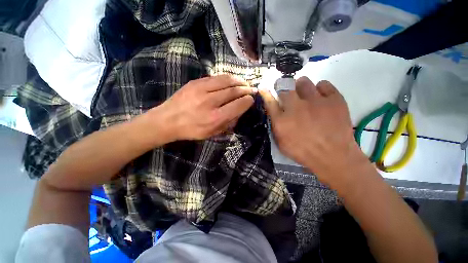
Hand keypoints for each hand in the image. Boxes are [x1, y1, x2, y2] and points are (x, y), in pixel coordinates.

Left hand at [154, 75, 256, 140]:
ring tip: (244, 83)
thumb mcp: (212, 133)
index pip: (238, 105)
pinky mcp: (195, 82)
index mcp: (215, 118)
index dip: (247, 101)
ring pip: (226, 80)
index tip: (252, 99)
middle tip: (252, 89)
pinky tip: (231, 81)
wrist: (168, 120)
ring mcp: (201, 89)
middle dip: (246, 89)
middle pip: (233, 91)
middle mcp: (210, 102)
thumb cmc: (192, 130)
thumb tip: (240, 110)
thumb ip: (228, 122)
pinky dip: (227, 79)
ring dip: (238, 81)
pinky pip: (216, 77)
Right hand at [260, 77, 367, 186]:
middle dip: (283, 90)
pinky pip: (323, 84)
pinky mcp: (334, 99)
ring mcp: (315, 101)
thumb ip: (275, 127)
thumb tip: (273, 113)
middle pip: (284, 88)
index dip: (265, 93)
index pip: (269, 101)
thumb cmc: (304, 152)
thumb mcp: (282, 144)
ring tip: (304, 95)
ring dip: (300, 86)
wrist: (334, 156)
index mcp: (282, 121)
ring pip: (303, 81)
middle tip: (288, 95)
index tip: (263, 89)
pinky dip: (320, 89)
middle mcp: (295, 107)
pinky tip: (321, 97)